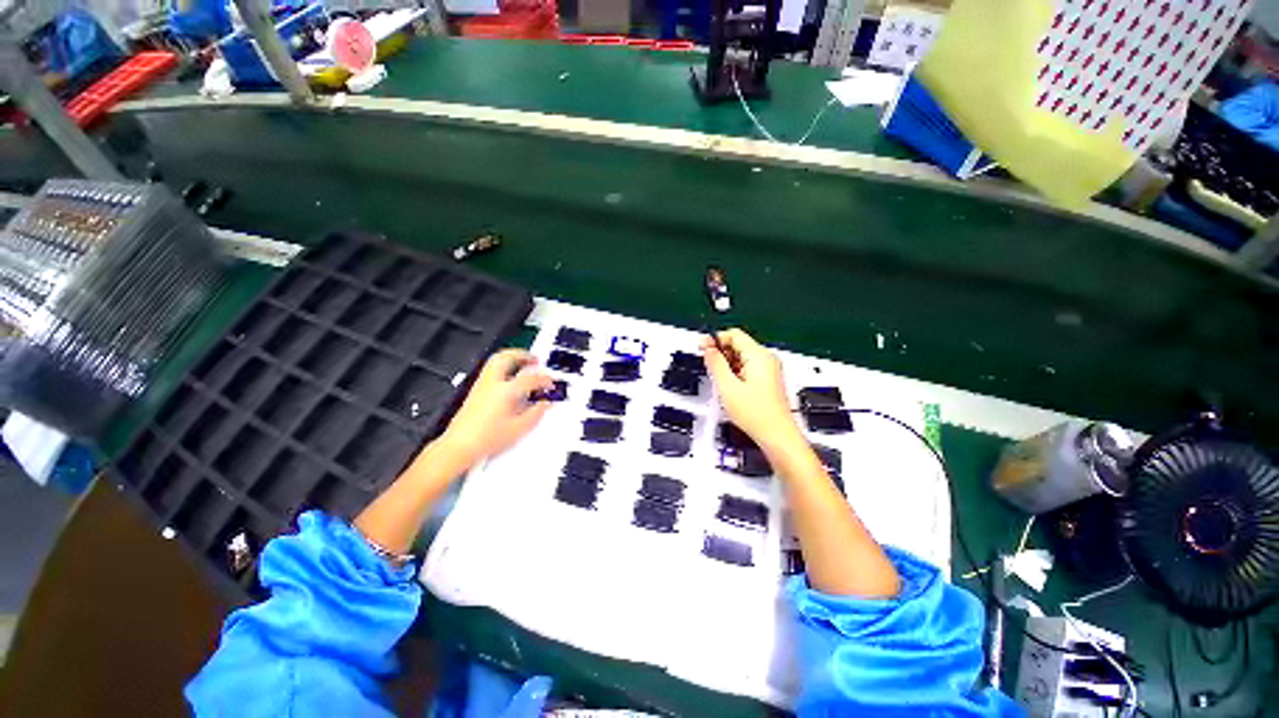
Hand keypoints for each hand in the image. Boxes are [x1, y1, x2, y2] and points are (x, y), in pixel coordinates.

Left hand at [439, 349, 553, 466]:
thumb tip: (545, 404)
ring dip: (512, 358)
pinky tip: (510, 379)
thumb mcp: (519, 428)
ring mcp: (482, 385)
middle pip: (508, 357)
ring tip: (523, 364)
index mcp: (506, 391)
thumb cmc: (485, 439)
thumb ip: (536, 413)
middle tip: (535, 360)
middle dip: (524, 355)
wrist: (460, 446)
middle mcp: (492, 383)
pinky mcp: (475, 391)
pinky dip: (503, 368)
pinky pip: (491, 370)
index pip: (531, 378)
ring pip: (496, 360)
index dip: (544, 379)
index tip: (550, 384)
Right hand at [701, 329, 802, 452]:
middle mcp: (767, 359)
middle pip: (738, 344)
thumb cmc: (757, 414)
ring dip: (727, 364)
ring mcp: (769, 369)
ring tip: (720, 381)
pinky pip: (748, 367)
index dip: (715, 340)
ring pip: (742, 357)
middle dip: (721, 352)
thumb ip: (715, 363)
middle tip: (708, 365)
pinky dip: (736, 372)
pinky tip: (730, 386)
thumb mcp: (727, 387)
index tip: (702, 347)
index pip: (734, 335)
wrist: (776, 435)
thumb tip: (708, 348)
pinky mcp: (768, 379)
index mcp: (759, 356)